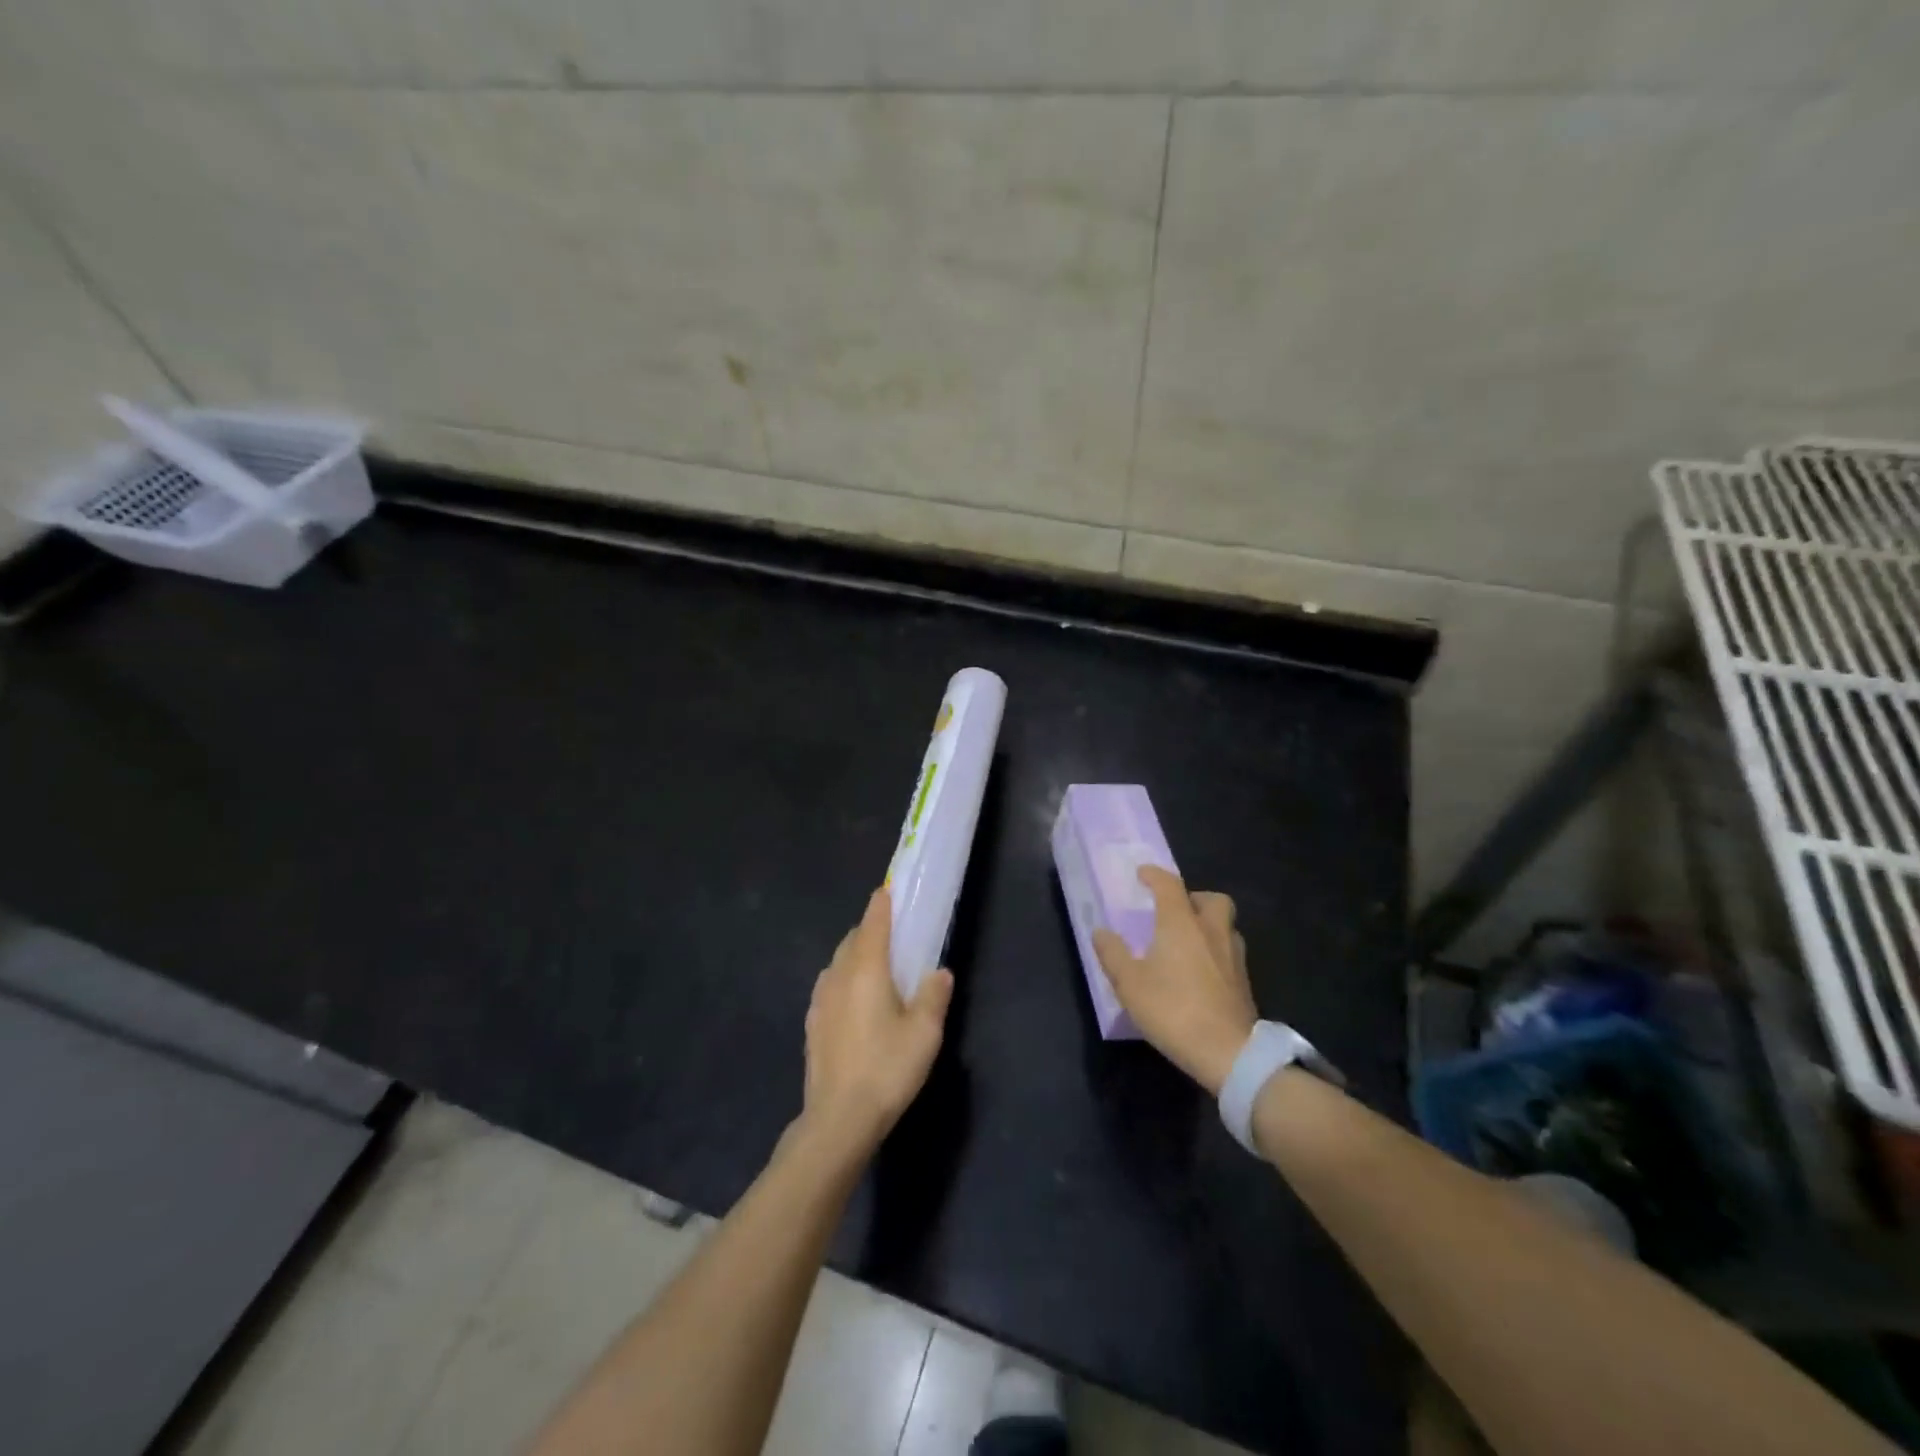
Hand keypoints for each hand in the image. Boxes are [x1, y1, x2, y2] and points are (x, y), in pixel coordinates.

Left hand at [801, 887, 953, 1158]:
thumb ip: (934, 996)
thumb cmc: (887, 1068)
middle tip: (893, 936)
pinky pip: (830, 987)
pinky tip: (857, 1004)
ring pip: (838, 963)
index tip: (889, 891)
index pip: (873, 922)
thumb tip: (939, 973)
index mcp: (866, 969)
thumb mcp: (925, 1033)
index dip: (882, 904)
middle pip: (853, 940)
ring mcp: (820, 1000)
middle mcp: (838, 975)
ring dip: (856, 957)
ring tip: (877, 970)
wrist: (838, 1118)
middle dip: (870, 931)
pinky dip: (845, 981)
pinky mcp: (812, 1024)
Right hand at [1094, 867, 1256, 1095]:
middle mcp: (1212, 931)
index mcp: (1182, 924)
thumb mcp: (1129, 984)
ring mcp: (1233, 956)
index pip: (1170, 885)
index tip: (1142, 874)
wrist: (1229, 1053)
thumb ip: (1113, 954)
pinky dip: (1215, 950)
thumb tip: (1100, 931)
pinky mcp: (1244, 982)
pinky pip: (1230, 951)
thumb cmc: (1173, 1010)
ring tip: (1188, 941)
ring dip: (1208, 924)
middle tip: (1174, 910)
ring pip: (1225, 925)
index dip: (1155, 875)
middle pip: (1212, 899)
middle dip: (1193, 897)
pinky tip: (1201, 970)